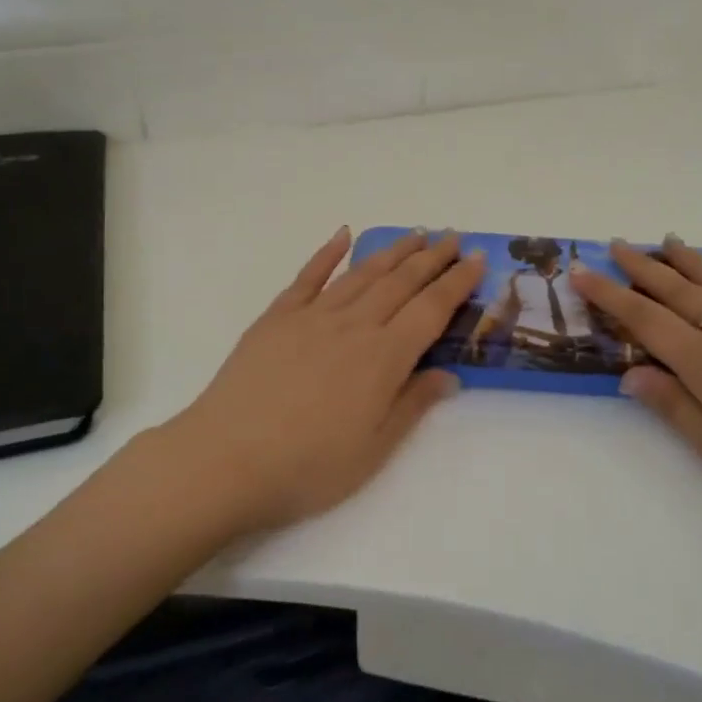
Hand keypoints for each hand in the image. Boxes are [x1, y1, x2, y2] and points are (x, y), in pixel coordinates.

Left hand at [167, 227, 484, 532]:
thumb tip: (449, 375)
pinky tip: (343, 235)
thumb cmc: (307, 467)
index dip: (457, 282)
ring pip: (362, 273)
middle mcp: (354, 326)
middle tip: (453, 236)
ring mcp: (312, 317)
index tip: (477, 259)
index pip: (431, 310)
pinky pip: (308, 277)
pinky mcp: (277, 318)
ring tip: (415, 233)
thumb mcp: (373, 450)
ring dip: (392, 251)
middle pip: (401, 282)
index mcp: (383, 358)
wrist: (224, 461)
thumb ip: (412, 405)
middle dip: (432, 258)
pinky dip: (327, 253)